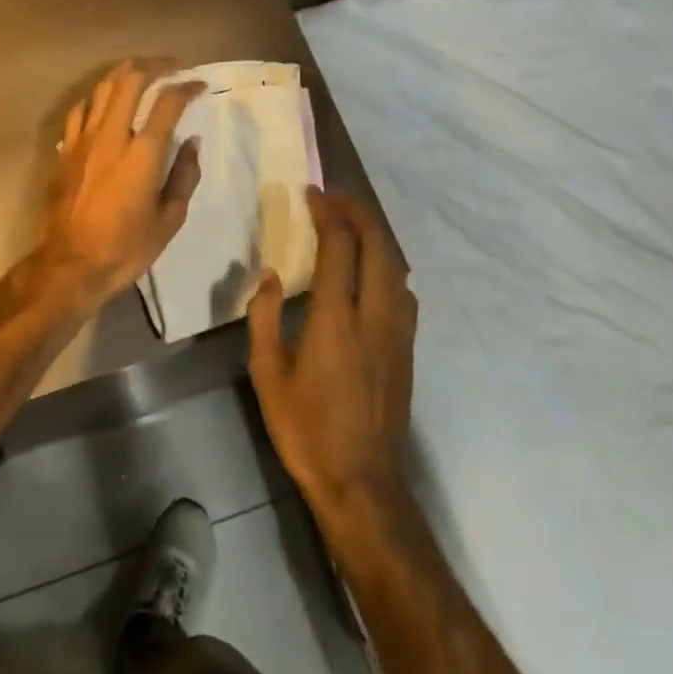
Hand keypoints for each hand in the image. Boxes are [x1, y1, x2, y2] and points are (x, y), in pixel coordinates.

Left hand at [35, 59, 204, 310]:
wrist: (70, 265)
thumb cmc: (126, 248)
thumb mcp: (169, 219)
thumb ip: (184, 176)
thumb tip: (191, 143)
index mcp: (143, 154)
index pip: (167, 103)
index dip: (186, 87)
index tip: (198, 84)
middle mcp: (112, 136)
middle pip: (130, 80)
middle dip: (154, 66)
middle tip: (171, 66)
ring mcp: (83, 140)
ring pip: (102, 88)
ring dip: (124, 72)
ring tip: (140, 70)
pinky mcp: (65, 150)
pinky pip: (80, 110)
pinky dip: (97, 97)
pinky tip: (104, 100)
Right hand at [247, 188, 417, 521]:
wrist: (361, 480)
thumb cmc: (305, 428)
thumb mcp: (267, 375)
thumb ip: (265, 318)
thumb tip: (270, 276)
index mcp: (336, 320)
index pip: (339, 248)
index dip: (328, 213)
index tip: (312, 193)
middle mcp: (374, 316)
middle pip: (377, 246)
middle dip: (358, 212)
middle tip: (335, 196)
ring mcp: (398, 332)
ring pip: (396, 265)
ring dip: (376, 235)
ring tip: (353, 221)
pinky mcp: (407, 348)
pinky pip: (403, 289)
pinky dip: (388, 263)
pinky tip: (374, 267)